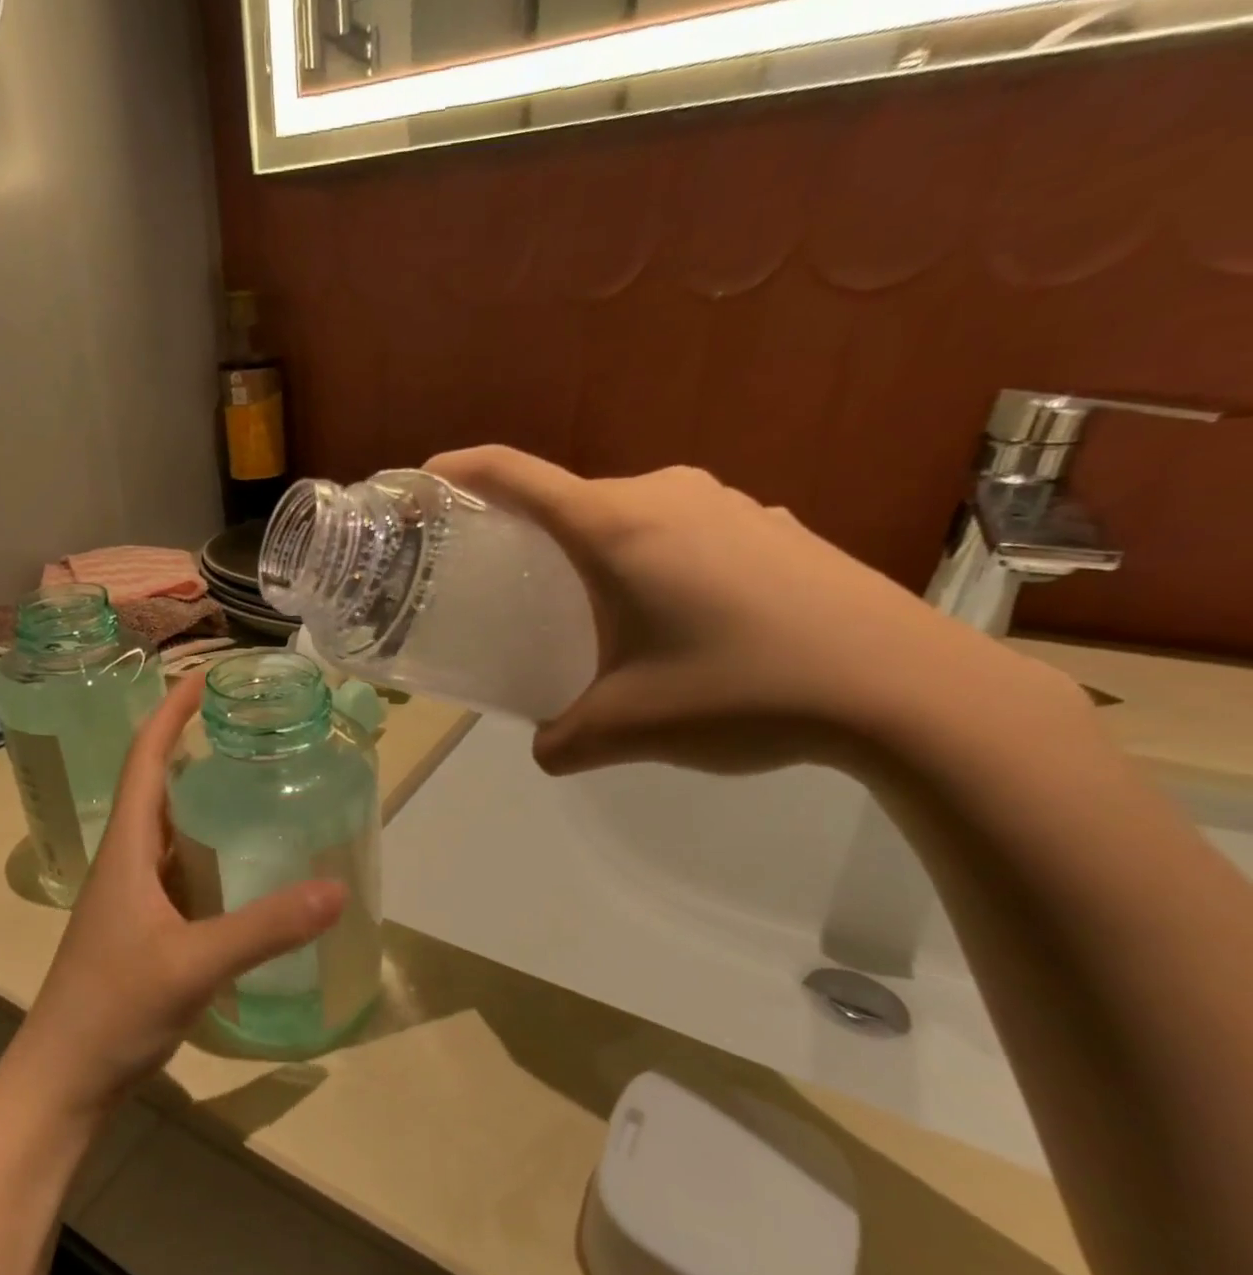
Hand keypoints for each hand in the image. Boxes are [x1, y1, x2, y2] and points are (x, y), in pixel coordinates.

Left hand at [6, 676, 345, 1120]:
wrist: (64, 1080)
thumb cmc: (111, 1009)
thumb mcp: (192, 964)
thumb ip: (264, 928)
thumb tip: (336, 888)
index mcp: (127, 847)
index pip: (145, 758)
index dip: (172, 712)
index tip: (207, 677)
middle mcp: (129, 860)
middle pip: (161, 785)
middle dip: (198, 747)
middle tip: (254, 730)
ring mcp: (136, 896)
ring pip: (174, 829)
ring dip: (207, 800)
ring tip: (261, 784)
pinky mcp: (148, 926)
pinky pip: (185, 870)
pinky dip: (214, 852)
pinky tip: (249, 864)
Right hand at [424, 445, 1081, 775]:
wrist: (904, 690)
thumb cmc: (742, 692)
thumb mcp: (628, 728)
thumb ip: (563, 740)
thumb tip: (546, 748)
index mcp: (618, 527)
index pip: (516, 476)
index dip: (461, 471)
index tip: (425, 480)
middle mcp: (669, 496)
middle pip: (573, 501)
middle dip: (530, 536)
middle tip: (509, 585)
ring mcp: (730, 506)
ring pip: (632, 519)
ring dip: (599, 556)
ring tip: (597, 615)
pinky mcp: (773, 529)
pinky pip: (686, 534)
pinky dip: (656, 565)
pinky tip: (680, 623)